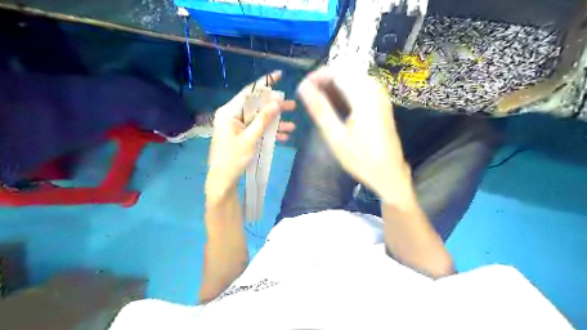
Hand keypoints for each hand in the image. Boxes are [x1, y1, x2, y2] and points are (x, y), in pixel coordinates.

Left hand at [207, 72, 298, 200]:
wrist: (223, 180)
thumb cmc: (233, 159)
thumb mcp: (250, 139)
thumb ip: (263, 120)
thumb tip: (276, 103)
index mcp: (229, 112)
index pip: (249, 93)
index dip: (265, 83)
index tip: (279, 75)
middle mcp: (232, 116)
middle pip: (256, 106)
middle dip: (275, 107)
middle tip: (293, 106)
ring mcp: (237, 126)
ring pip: (259, 119)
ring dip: (275, 123)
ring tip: (293, 125)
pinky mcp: (241, 135)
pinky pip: (257, 129)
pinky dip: (269, 132)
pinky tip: (283, 136)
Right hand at [299, 67, 411, 204]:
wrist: (389, 174)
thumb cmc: (361, 159)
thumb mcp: (336, 136)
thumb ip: (320, 109)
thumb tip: (302, 86)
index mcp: (365, 96)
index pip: (337, 72)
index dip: (317, 76)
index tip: (302, 88)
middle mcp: (375, 90)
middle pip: (346, 72)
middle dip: (325, 81)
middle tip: (309, 97)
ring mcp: (380, 96)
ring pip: (352, 79)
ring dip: (334, 86)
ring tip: (319, 102)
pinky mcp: (381, 104)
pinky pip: (360, 88)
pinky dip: (344, 93)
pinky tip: (335, 106)